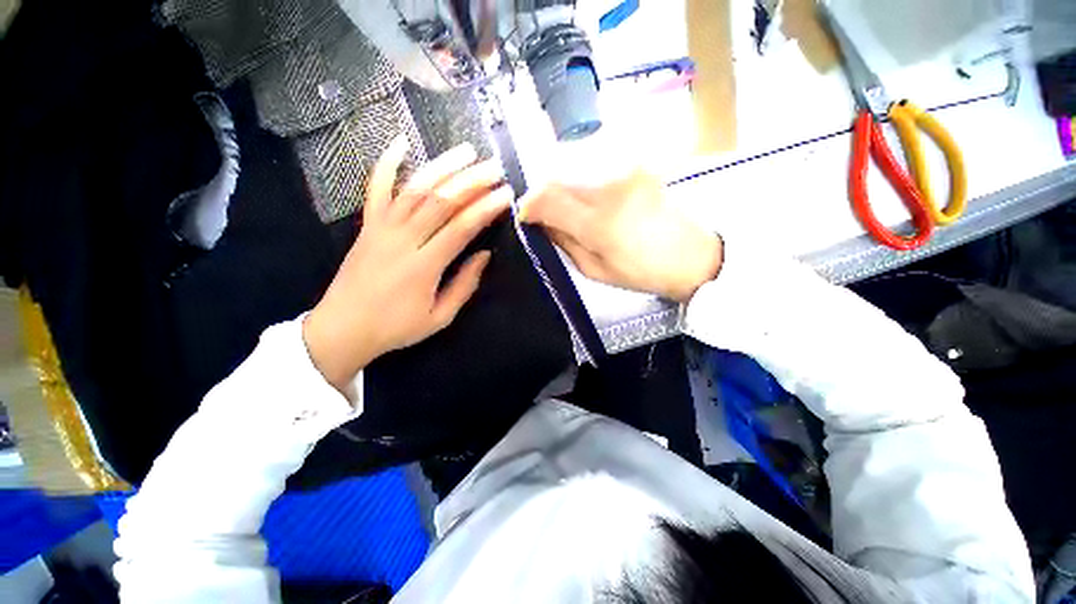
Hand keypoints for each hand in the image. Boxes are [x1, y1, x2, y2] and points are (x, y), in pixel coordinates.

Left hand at [303, 136, 511, 390]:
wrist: (343, 328)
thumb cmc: (396, 327)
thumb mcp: (440, 317)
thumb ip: (464, 285)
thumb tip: (484, 255)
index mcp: (424, 266)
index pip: (461, 228)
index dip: (486, 208)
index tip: (506, 195)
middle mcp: (403, 239)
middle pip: (441, 201)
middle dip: (472, 181)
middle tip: (495, 168)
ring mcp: (382, 228)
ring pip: (414, 188)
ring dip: (442, 166)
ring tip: (466, 151)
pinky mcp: (367, 225)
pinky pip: (375, 188)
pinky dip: (386, 163)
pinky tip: (401, 143)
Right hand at [518, 170, 721, 302]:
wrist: (692, 256)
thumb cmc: (642, 273)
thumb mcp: (595, 270)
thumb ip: (564, 243)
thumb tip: (541, 223)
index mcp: (600, 223)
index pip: (547, 199)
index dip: (528, 206)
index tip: (525, 217)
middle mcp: (610, 188)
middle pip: (557, 178)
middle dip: (542, 196)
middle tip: (542, 214)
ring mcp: (626, 171)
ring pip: (573, 170)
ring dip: (561, 189)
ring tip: (565, 209)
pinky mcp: (636, 165)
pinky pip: (593, 168)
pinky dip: (580, 183)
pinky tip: (586, 200)